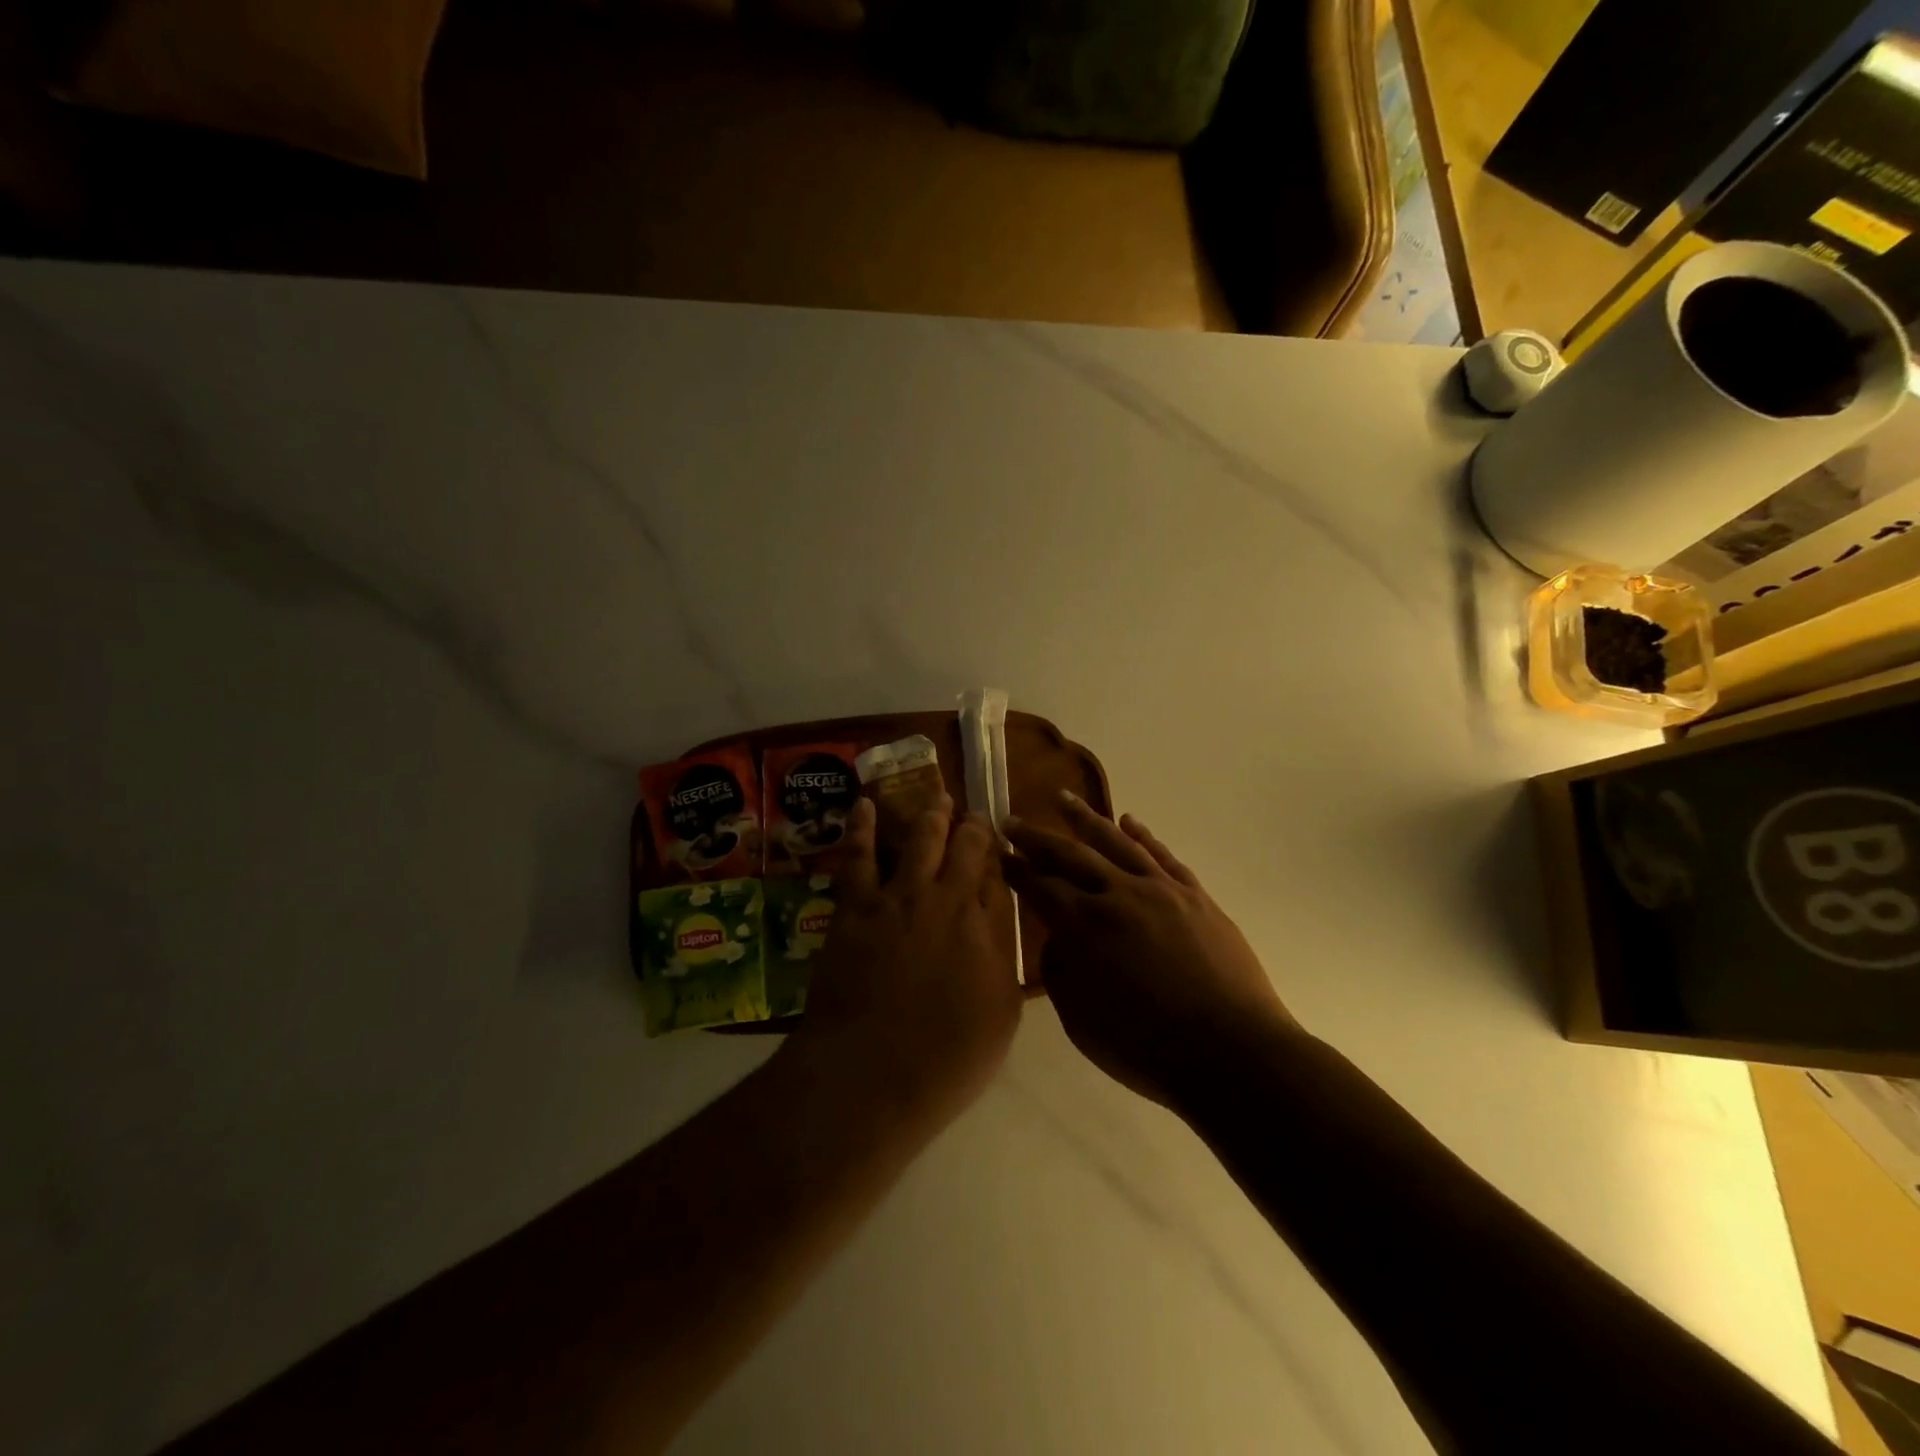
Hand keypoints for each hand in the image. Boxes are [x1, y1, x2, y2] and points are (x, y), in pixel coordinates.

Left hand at [791, 795, 1023, 1125]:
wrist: (870, 1073)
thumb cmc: (946, 1058)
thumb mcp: (1000, 1015)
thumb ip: (1002, 960)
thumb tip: (1001, 923)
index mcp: (984, 928)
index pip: (997, 878)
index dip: (998, 858)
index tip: (999, 846)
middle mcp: (946, 900)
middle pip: (965, 849)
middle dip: (971, 828)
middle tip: (973, 815)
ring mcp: (898, 898)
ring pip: (919, 840)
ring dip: (931, 815)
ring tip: (938, 797)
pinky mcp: (856, 906)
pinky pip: (858, 856)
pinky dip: (861, 827)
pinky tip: (864, 805)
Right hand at [1003, 793, 1293, 1108]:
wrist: (1231, 1052)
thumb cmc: (1146, 1048)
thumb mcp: (1080, 1022)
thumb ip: (1060, 972)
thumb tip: (1058, 939)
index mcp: (1084, 926)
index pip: (1039, 886)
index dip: (1016, 868)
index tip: (999, 852)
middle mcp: (1118, 895)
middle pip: (1070, 855)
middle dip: (1036, 837)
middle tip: (1013, 820)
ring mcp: (1160, 890)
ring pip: (1116, 842)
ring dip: (1086, 818)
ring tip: (1063, 798)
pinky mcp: (1194, 896)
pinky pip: (1163, 856)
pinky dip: (1143, 835)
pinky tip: (1129, 821)